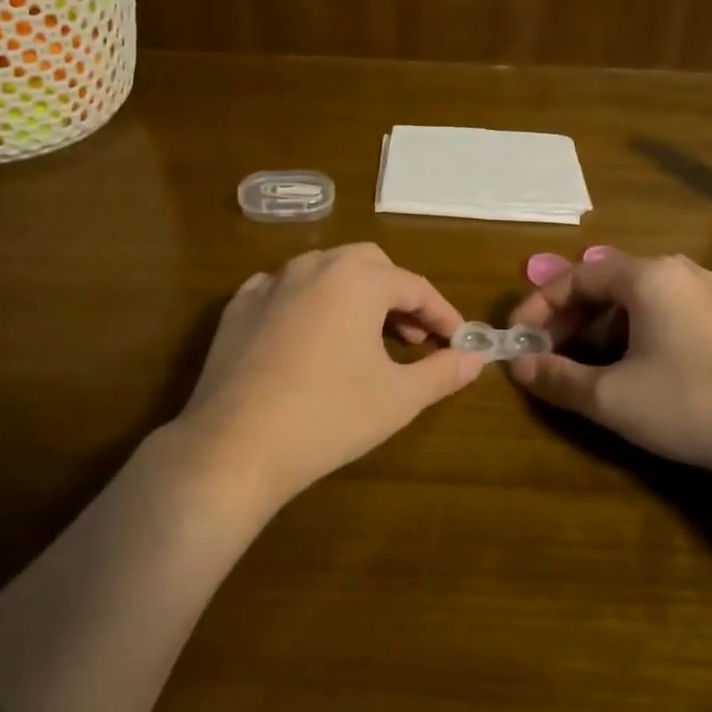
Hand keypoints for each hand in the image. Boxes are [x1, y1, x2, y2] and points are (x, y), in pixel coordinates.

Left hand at [174, 244, 483, 506]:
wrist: (235, 446)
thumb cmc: (329, 415)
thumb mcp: (399, 397)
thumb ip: (443, 372)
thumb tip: (476, 359)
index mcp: (357, 279)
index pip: (415, 287)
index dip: (442, 315)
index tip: (459, 343)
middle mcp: (314, 265)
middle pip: (370, 266)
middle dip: (398, 296)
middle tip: (411, 338)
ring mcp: (270, 283)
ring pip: (325, 272)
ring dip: (354, 297)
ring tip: (364, 338)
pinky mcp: (238, 307)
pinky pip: (285, 291)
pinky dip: (309, 304)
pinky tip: (309, 338)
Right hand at [507, 249, 711, 479]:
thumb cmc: (690, 403)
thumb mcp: (611, 397)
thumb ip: (558, 378)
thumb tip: (519, 368)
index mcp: (647, 276)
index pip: (577, 276)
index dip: (539, 304)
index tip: (517, 337)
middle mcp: (678, 272)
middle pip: (607, 282)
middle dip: (569, 315)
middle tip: (545, 350)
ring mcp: (709, 294)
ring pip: (637, 297)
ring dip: (600, 324)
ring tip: (583, 358)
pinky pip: (666, 311)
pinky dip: (635, 329)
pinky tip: (633, 363)